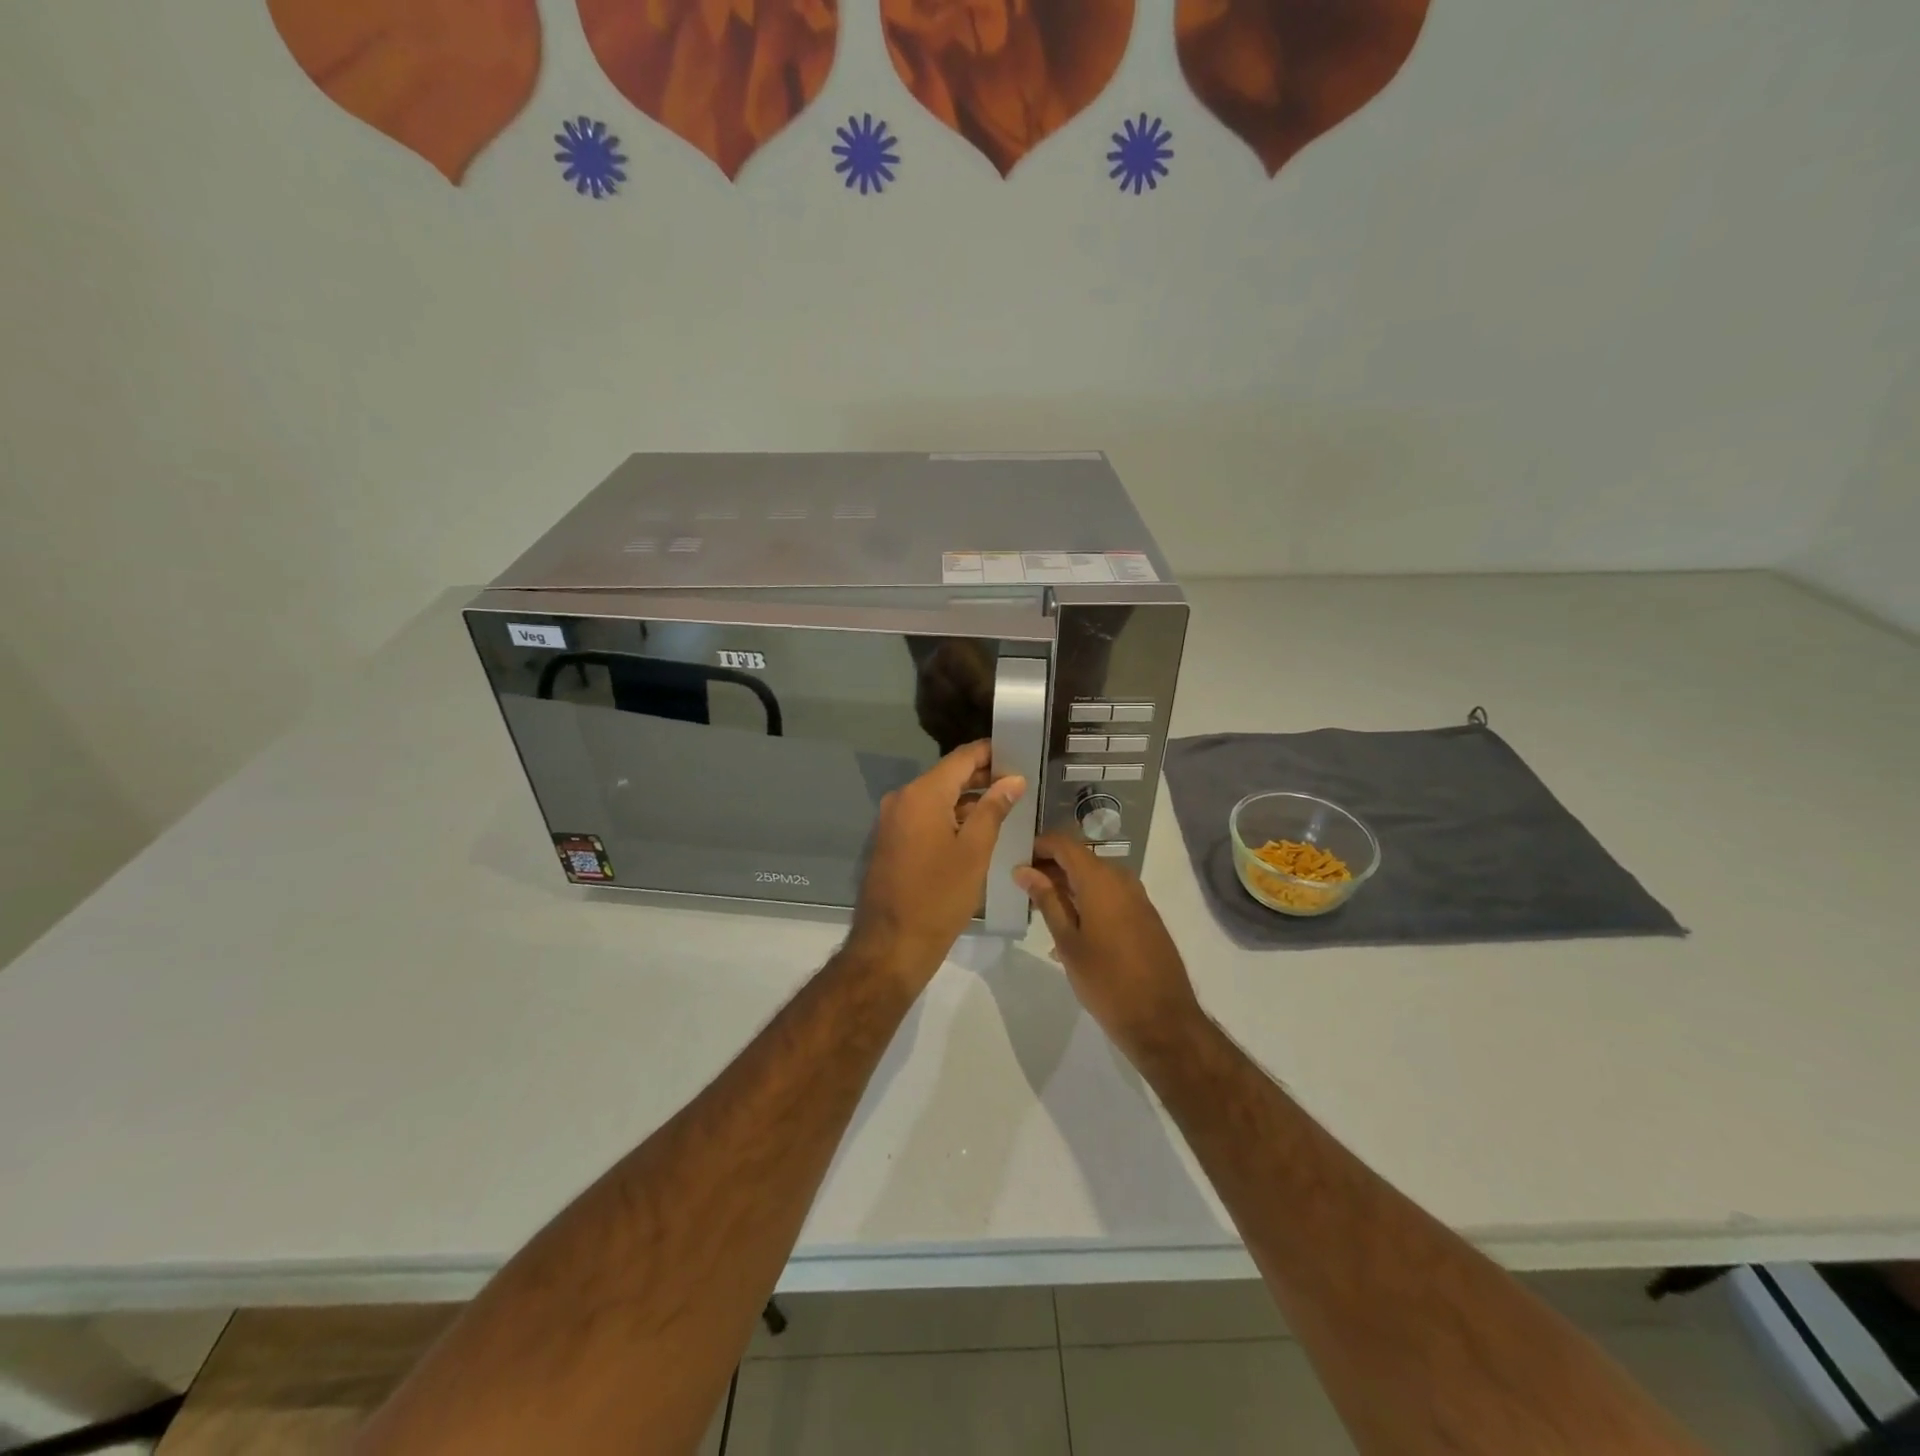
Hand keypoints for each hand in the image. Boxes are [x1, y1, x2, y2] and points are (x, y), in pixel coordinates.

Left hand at [846, 741, 1026, 985]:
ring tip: (1004, 806)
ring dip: (967, 799)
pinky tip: (976, 829)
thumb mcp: (975, 851)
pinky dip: (949, 816)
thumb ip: (993, 809)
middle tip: (1018, 783)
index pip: (961, 758)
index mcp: (922, 794)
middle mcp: (902, 798)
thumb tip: (1013, 780)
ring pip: (936, 797)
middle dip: (982, 777)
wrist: (891, 945)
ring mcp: (893, 820)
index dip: (990, 753)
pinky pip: (924, 816)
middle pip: (947, 775)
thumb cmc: (939, 896)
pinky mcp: (891, 841)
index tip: (1018, 753)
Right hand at [1015, 834, 1201, 1057]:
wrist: (1162, 1019)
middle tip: (1024, 889)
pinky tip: (1072, 928)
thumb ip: (1046, 900)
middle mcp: (1121, 878)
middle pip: (1080, 858)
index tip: (1017, 861)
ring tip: (1043, 910)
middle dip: (1051, 868)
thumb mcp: (1068, 941)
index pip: (1064, 843)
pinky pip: (1111, 895)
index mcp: (1100, 879)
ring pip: (1096, 877)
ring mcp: (1137, 896)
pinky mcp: (1145, 915)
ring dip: (1069, 886)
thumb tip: (1023, 870)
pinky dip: (1088, 900)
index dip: (1039, 846)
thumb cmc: (1106, 981)